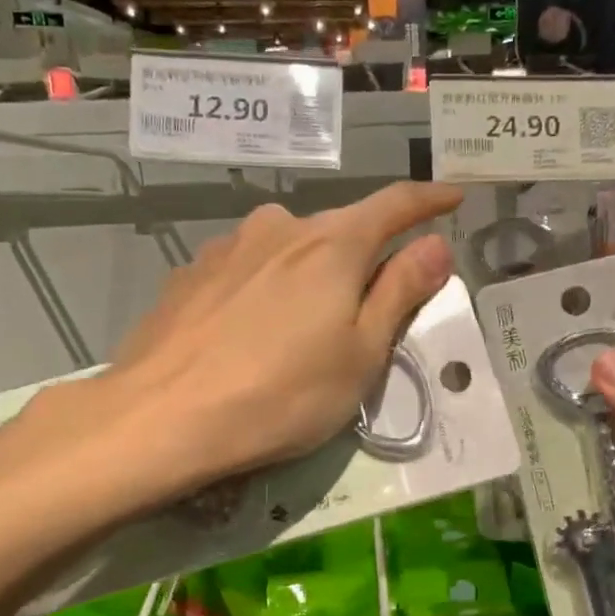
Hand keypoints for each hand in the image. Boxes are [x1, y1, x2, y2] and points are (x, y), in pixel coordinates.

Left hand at [21, 182, 462, 500]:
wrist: (161, 417)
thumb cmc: (281, 393)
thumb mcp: (361, 354)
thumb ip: (400, 292)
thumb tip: (436, 244)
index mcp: (333, 245)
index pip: (394, 205)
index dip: (429, 200)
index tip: (453, 198)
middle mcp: (281, 228)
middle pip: (340, 230)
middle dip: (364, 257)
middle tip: (370, 308)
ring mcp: (229, 247)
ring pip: (289, 248)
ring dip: (309, 274)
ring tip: (302, 327)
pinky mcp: (192, 273)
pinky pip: (248, 268)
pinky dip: (266, 287)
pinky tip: (250, 330)